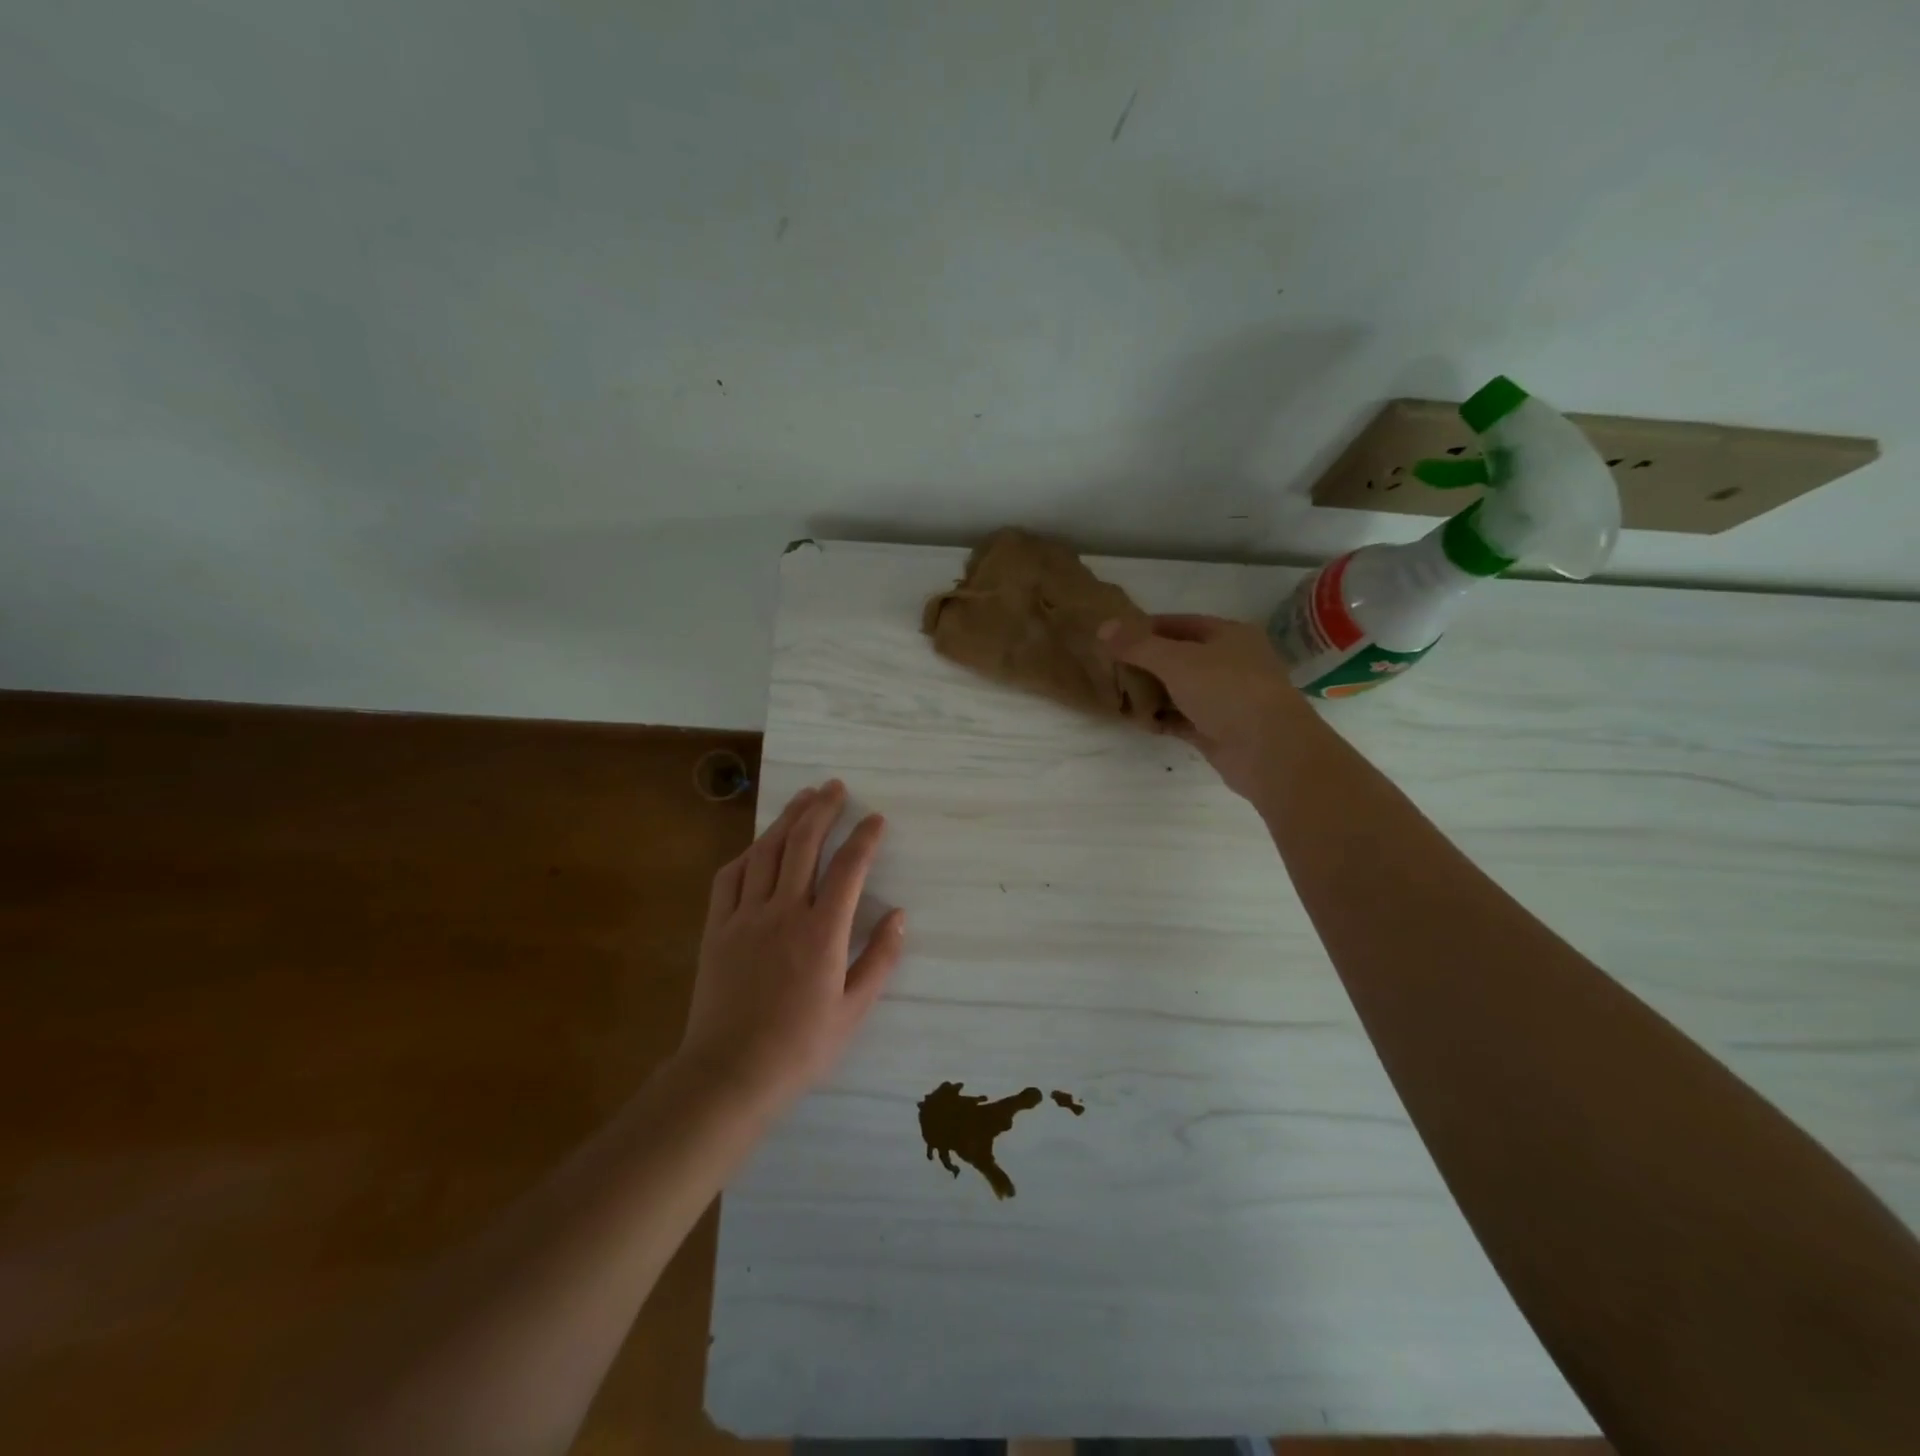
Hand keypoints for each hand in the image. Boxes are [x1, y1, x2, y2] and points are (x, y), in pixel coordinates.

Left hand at [678, 780, 905, 1112]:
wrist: (730, 1074)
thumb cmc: (800, 1047)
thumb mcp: (853, 1011)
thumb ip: (880, 959)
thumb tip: (900, 916)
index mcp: (822, 932)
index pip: (849, 868)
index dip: (864, 838)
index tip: (875, 819)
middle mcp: (784, 912)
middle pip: (803, 844)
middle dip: (822, 809)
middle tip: (835, 786)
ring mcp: (745, 916)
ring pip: (766, 852)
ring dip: (787, 819)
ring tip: (804, 797)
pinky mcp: (717, 928)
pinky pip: (730, 877)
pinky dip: (748, 852)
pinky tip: (759, 844)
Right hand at [1099, 615, 1310, 800]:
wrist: (1269, 751)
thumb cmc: (1227, 691)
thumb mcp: (1177, 660)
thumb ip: (1138, 645)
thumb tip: (1103, 626)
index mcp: (1229, 635)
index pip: (1179, 623)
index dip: (1145, 628)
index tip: (1112, 638)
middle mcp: (1230, 663)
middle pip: (1179, 657)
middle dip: (1145, 663)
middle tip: (1110, 668)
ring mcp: (1226, 698)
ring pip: (1180, 690)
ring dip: (1152, 693)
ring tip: (1117, 695)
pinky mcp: (1218, 730)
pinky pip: (1183, 719)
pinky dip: (1162, 719)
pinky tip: (1138, 722)